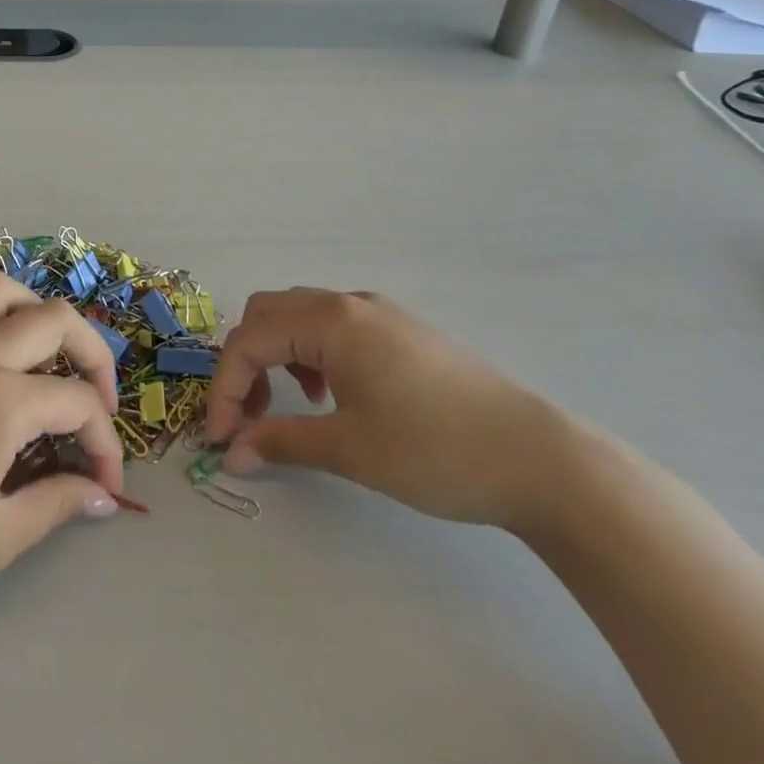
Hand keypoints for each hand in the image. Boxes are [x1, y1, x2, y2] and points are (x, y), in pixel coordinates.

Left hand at [0, 274, 125, 630]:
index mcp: (2, 401)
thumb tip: (102, 496)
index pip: (78, 403)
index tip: (107, 485)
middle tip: (97, 402)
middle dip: (94, 355)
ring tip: (44, 351)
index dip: (105, 443)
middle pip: (55, 319)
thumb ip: (56, 505)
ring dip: (34, 310)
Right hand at [203, 289, 575, 532]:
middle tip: (249, 417)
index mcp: (329, 320)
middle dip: (246, 363)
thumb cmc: (435, 450)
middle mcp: (347, 303)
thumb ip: (280, 442)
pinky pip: (334, 326)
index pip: (249, 341)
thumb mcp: (349, 449)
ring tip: (292, 407)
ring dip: (278, 355)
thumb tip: (232, 455)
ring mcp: (378, 312)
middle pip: (267, 314)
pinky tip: (335, 396)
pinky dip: (312, 353)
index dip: (225, 389)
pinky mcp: (402, 330)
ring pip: (300, 316)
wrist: (541, 460)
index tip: (221, 438)